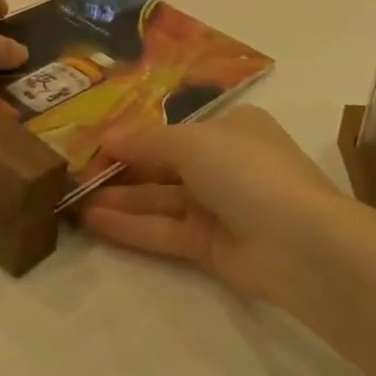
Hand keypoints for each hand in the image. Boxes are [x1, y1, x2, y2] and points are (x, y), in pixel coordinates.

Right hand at [79, 107, 342, 300]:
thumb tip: (106, 136)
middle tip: (76, 174)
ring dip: (121, 199)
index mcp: (230, 128)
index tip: (94, 143)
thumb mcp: (192, 142)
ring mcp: (220, 207)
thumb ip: (146, 141)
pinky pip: (166, 231)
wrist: (301, 242)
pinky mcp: (213, 247)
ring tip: (74, 201)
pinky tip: (96, 222)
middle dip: (123, 169)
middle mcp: (225, 163)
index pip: (173, 130)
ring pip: (161, 200)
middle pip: (164, 165)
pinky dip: (133, 226)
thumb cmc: (246, 170)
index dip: (134, 135)